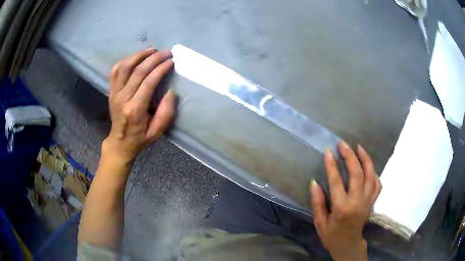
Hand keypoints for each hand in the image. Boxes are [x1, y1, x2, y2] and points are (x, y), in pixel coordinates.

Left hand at [103, 47, 175, 162]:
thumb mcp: (157, 132)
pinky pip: (115, 71)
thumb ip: (166, 113)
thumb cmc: (140, 137)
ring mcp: (114, 93)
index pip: (148, 82)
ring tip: (152, 50)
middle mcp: (122, 98)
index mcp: (135, 110)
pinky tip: (136, 57)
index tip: (171, 61)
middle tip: (166, 52)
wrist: (120, 142)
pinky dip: (125, 60)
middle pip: (138, 71)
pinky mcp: (111, 91)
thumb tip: (171, 92)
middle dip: (154, 58)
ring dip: (139, 55)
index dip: (161, 69)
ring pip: (124, 67)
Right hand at [310, 141, 381, 260]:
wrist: (348, 244)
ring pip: (370, 175)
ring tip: (359, 147)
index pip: (337, 182)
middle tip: (343, 144)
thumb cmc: (331, 235)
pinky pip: (377, 184)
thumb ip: (317, 203)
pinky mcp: (372, 202)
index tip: (328, 151)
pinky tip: (368, 166)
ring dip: (365, 159)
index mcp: (342, 208)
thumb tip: (314, 183)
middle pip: (357, 173)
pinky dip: (374, 172)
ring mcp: (367, 201)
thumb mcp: (319, 223)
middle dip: (350, 156)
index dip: (332, 165)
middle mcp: (357, 202)